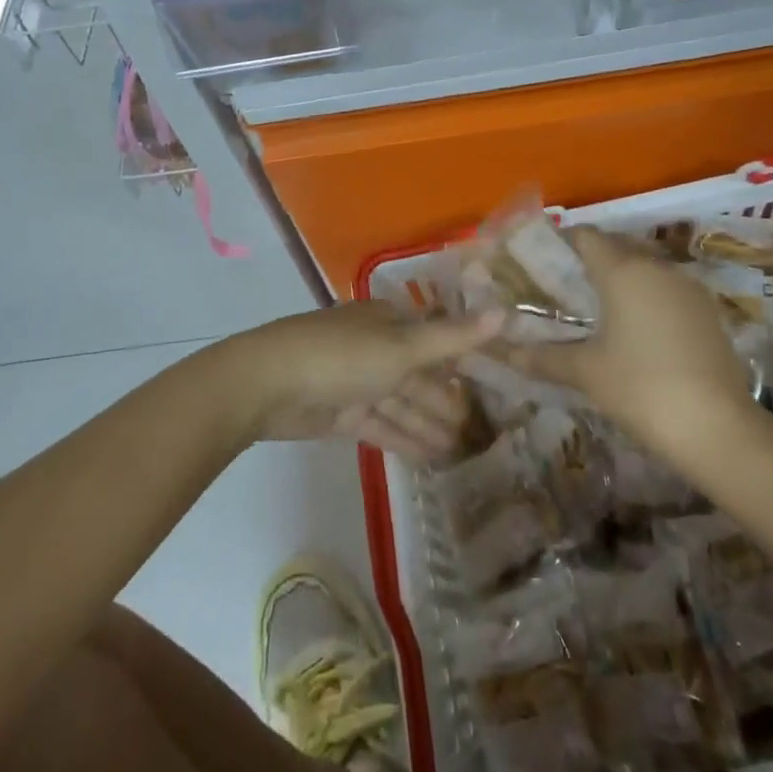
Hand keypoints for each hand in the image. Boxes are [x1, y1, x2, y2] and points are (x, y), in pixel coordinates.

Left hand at [225, 301, 501, 459]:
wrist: (267, 384)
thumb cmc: (342, 356)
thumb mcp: (403, 346)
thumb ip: (453, 337)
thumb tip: (506, 312)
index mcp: (389, 321)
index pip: (435, 338)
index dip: (463, 360)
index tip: (493, 384)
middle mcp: (376, 347)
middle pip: (420, 375)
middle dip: (447, 401)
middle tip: (483, 431)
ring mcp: (357, 381)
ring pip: (402, 403)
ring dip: (430, 425)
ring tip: (463, 452)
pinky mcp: (342, 413)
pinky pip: (382, 425)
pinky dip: (405, 439)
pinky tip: (431, 459)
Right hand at [499, 227, 755, 445]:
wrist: (718, 428)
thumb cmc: (641, 388)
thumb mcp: (585, 372)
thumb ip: (541, 357)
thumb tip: (502, 352)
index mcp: (623, 270)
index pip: (585, 235)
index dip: (561, 242)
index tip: (540, 261)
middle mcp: (657, 266)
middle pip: (616, 246)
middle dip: (589, 259)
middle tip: (563, 285)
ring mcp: (688, 287)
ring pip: (645, 266)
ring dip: (621, 277)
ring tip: (596, 308)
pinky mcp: (708, 311)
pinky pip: (667, 288)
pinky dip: (646, 296)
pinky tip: (635, 328)